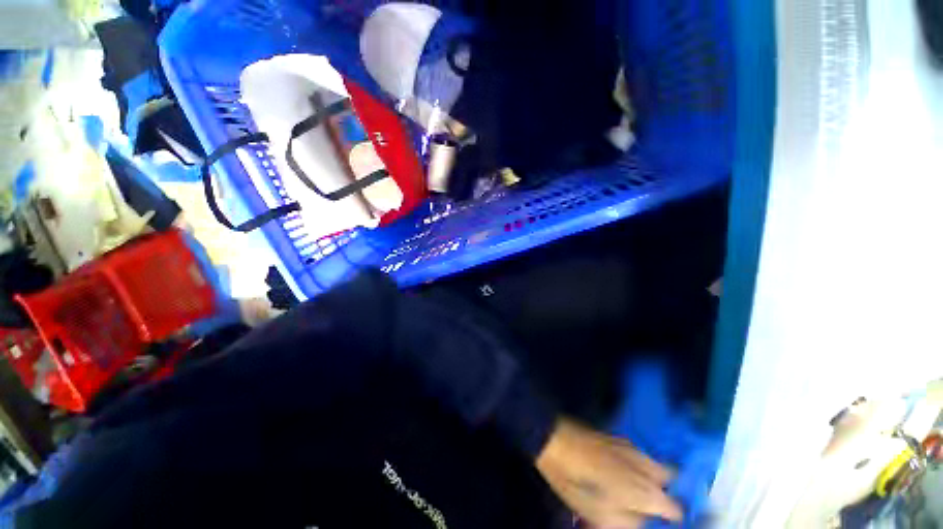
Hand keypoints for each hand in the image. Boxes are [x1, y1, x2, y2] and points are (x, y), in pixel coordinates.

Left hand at [536, 418, 681, 527]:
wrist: (555, 440)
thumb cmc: (576, 482)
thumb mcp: (602, 516)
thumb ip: (631, 522)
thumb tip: (645, 520)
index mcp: (646, 490)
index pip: (677, 508)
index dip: (675, 517)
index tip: (667, 522)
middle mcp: (645, 465)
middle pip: (672, 478)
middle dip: (668, 491)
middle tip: (654, 504)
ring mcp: (631, 447)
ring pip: (655, 463)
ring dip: (653, 476)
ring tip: (636, 489)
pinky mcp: (617, 437)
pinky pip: (639, 453)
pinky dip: (639, 464)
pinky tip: (622, 471)